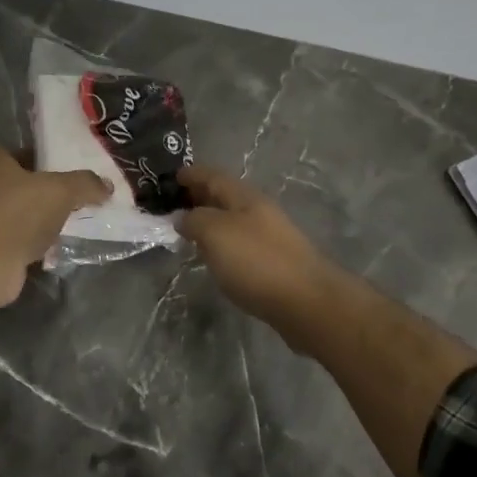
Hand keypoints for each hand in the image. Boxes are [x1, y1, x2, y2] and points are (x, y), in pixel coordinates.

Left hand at [0, 146, 111, 310]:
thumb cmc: (19, 214)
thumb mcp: (62, 190)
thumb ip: (86, 184)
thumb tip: (107, 185)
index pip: (21, 151)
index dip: (43, 155)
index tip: (68, 165)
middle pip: (25, 183)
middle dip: (50, 189)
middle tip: (80, 192)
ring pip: (26, 213)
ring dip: (47, 217)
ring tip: (78, 219)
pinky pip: (25, 239)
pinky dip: (41, 242)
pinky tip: (63, 245)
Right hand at [177, 165, 335, 329]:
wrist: (306, 302)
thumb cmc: (256, 261)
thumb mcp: (215, 233)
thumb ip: (194, 220)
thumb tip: (183, 218)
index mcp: (245, 197)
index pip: (213, 176)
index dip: (192, 174)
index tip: (170, 177)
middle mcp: (259, 211)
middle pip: (224, 197)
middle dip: (199, 196)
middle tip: (173, 204)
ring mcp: (269, 237)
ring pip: (232, 220)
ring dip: (210, 221)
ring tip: (188, 231)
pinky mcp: (274, 262)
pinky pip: (240, 243)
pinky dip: (222, 243)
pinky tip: (214, 256)